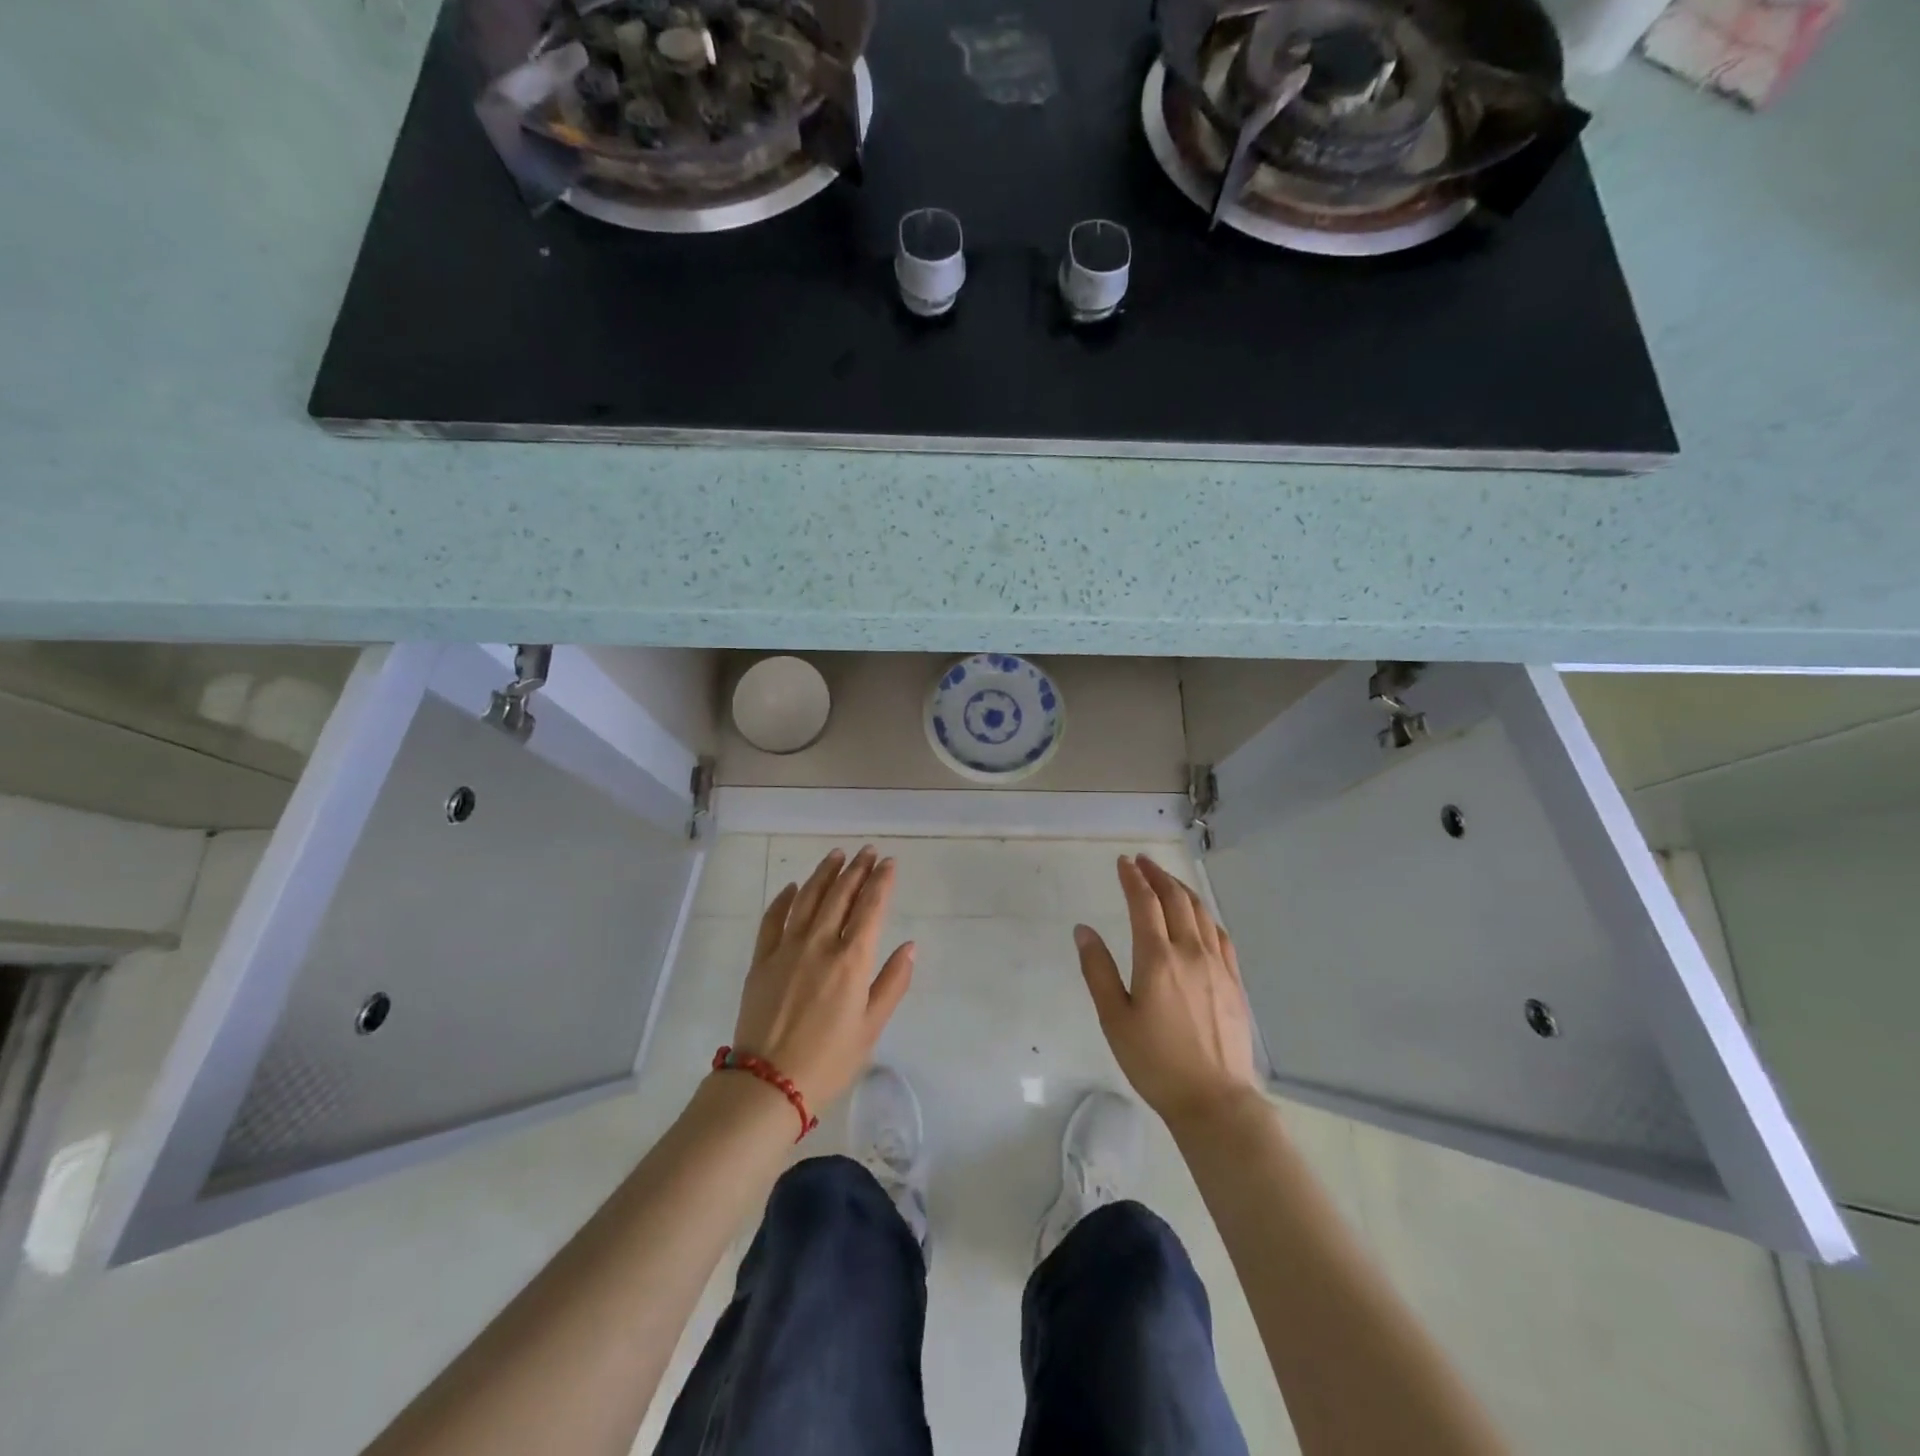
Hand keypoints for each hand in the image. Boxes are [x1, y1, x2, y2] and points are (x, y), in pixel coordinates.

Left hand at [732, 846, 914, 1110]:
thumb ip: (892, 983)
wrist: (768, 1084)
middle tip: (867, 851)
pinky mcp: (761, 960)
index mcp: (851, 961)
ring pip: (807, 898)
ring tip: (836, 855)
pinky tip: (792, 887)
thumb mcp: (871, 1027)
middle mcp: (820, 944)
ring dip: (824, 874)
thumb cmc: (829, 1061)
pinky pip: (772, 919)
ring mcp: (786, 949)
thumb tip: (909, 946)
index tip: (889, 862)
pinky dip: (783, 899)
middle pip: (840, 895)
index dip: (881, 881)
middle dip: (857, 869)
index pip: (870, 907)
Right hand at [1074, 855, 1260, 1128]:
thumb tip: (1083, 930)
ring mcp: (1217, 966)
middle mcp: (1190, 952)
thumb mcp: (1114, 1019)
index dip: (1132, 878)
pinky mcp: (1234, 982)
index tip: (1123, 862)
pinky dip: (1206, 915)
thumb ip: (1097, 970)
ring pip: (1201, 913)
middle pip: (1176, 899)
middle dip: (1157, 875)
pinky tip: (1200, 918)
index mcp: (1157, 958)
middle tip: (1143, 862)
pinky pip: (1221, 935)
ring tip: (1167, 880)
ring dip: (1182, 889)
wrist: (1214, 1100)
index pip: (1144, 903)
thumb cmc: (1155, 1061)